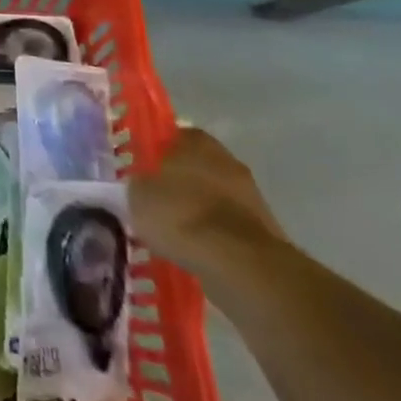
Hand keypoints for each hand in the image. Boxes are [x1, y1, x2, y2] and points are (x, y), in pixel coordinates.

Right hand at [130, 127, 287, 282]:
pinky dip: (215, 236)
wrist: (240, 264)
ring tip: (175, 234)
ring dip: (199, 211)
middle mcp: (226, 159)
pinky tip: (197, 253)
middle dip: (179, 183)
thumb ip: (135, 187)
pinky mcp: (265, 231)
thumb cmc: (182, 215)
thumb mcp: (138, 197)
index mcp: (195, 141)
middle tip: (157, 202)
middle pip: (196, 167)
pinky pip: (229, 227)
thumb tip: (134, 188)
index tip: (142, 171)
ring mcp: (251, 196)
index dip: (155, 153)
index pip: (172, 136)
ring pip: (214, 197)